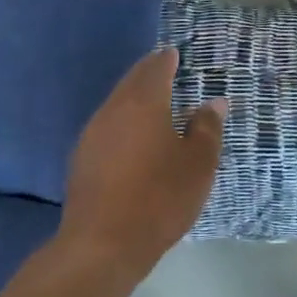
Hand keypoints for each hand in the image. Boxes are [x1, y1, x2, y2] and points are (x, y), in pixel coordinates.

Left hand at [59, 48, 225, 282]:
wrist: (102, 243)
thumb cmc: (160, 197)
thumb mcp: (198, 164)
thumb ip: (207, 128)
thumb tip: (214, 102)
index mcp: (144, 103)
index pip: (155, 68)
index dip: (166, 59)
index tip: (174, 54)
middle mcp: (113, 109)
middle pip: (132, 82)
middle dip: (148, 73)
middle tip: (163, 69)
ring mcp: (92, 134)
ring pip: (116, 104)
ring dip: (133, 98)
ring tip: (152, 103)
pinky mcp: (82, 159)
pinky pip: (107, 126)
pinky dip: (122, 122)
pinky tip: (132, 137)